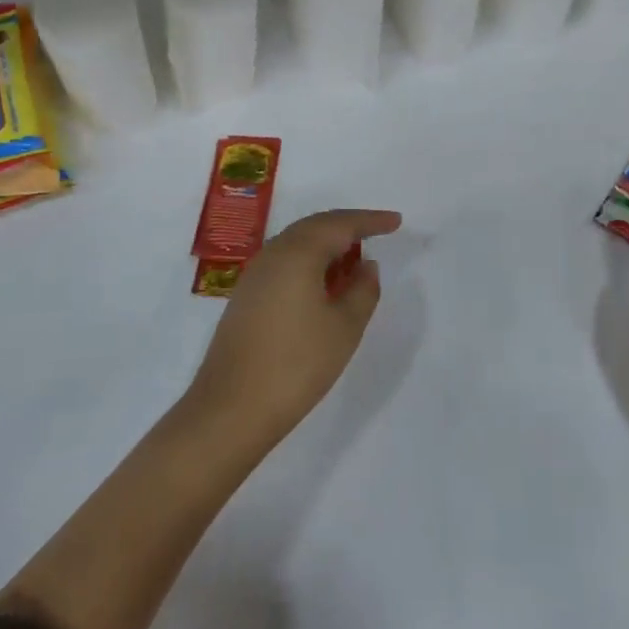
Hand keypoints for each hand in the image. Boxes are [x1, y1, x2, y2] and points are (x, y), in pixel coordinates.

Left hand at [187, 207, 402, 448]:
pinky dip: (309, 262)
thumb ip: (363, 290)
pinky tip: (324, 283)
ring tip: (354, 258)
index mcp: (298, 253)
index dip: (371, 220)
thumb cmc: (297, 364)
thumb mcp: (344, 327)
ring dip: (327, 244)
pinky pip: (284, 262)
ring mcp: (254, 275)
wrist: (232, 407)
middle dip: (347, 226)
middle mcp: (272, 254)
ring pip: (297, 243)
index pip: (340, 224)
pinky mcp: (246, 296)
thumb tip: (367, 266)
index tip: (396, 221)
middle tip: (377, 232)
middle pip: (315, 226)